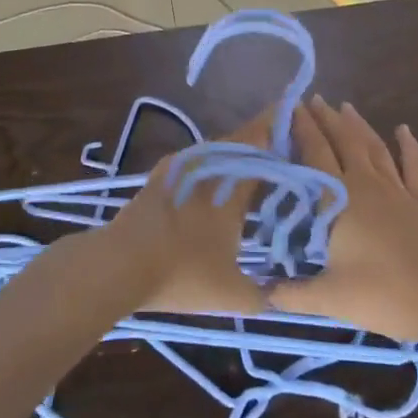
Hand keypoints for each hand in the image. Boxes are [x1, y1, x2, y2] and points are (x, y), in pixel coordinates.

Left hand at [101, 110, 274, 316]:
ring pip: (218, 148)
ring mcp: (182, 168)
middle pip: (242, 141)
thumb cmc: (181, 274)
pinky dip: (211, 160)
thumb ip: (261, 295)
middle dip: (262, 134)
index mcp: (234, 188)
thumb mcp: (231, 296)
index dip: (281, 132)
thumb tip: (277, 295)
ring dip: (237, 147)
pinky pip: (196, 157)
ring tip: (252, 158)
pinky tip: (213, 175)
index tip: (297, 121)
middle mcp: (211, 168)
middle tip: (281, 135)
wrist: (119, 264)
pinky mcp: (161, 175)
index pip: (265, 148)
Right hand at [271, 99, 417, 342]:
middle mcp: (368, 184)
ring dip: (359, 125)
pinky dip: (409, 146)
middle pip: (345, 142)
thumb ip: (293, 294)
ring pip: (374, 148)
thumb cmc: (383, 294)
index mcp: (341, 200)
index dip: (303, 130)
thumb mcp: (330, 299)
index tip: (290, 108)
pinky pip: (414, 167)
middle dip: (327, 119)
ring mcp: (398, 191)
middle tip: (313, 100)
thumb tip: (262, 292)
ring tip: (345, 106)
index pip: (316, 155)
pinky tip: (404, 130)